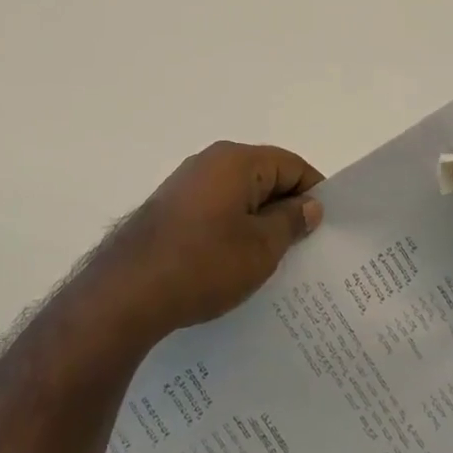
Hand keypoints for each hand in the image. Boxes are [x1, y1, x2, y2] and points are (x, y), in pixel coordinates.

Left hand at [92, 142, 323, 338]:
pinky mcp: (169, 211)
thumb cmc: (203, 263)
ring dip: (258, 224)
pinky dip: (231, 232)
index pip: (291, 165)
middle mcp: (210, 162)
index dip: (313, 193)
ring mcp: (185, 186)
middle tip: (305, 250)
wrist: (126, 292)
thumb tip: (309, 205)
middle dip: (286, 210)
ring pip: (238, 198)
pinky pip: (214, 212)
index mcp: (236, 160)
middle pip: (264, 178)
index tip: (326, 228)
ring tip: (273, 263)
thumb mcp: (261, 247)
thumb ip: (291, 221)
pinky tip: (236, 266)